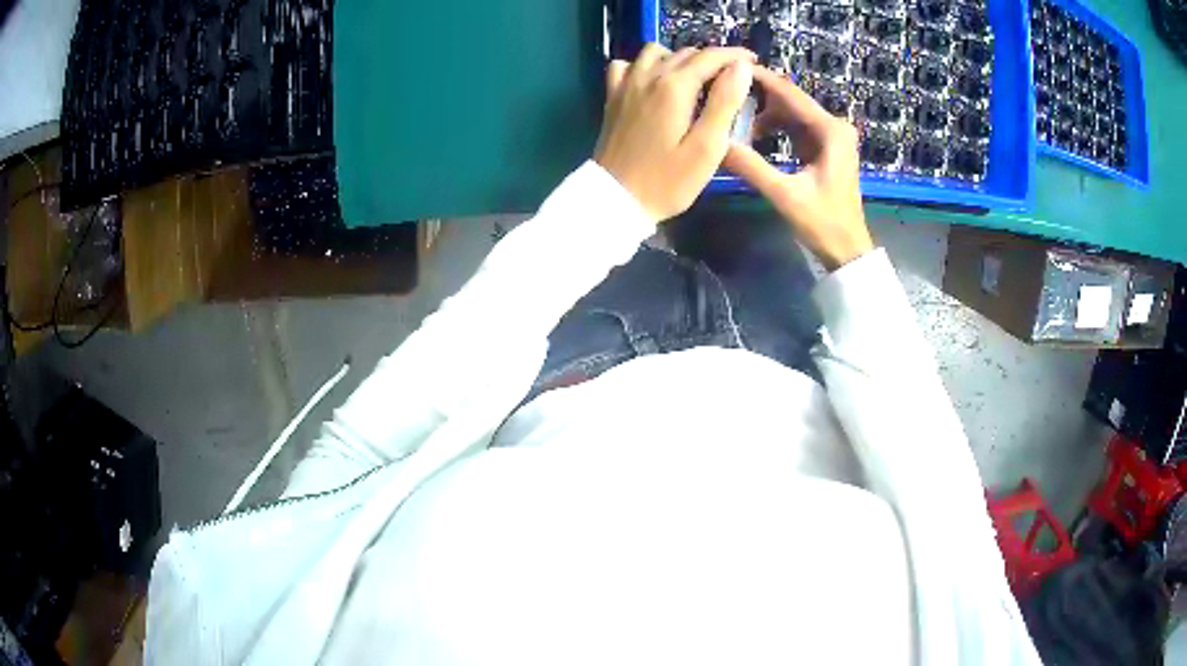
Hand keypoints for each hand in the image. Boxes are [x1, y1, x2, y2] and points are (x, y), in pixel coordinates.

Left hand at [595, 44, 755, 222]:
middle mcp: (648, 77)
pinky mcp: (612, 97)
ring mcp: (625, 85)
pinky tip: (654, 82)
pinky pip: (627, 65)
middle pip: (686, 53)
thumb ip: (725, 102)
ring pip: (656, 52)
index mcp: (674, 87)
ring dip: (680, 58)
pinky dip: (644, 65)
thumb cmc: (667, 181)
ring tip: (696, 79)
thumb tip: (740, 67)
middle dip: (713, 59)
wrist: (616, 199)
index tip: (753, 61)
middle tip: (732, 78)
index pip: (711, 57)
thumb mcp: (707, 147)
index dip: (735, 56)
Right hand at [723, 67, 873, 270]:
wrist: (848, 251)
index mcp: (830, 130)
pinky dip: (775, 128)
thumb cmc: (823, 223)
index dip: (759, 79)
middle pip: (789, 100)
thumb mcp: (785, 195)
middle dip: (758, 98)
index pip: (789, 93)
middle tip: (723, 95)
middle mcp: (833, 126)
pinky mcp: (825, 148)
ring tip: (733, 119)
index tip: (727, 70)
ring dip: (764, 115)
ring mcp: (831, 137)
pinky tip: (753, 136)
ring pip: (791, 113)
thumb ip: (750, 166)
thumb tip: (715, 143)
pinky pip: (795, 128)